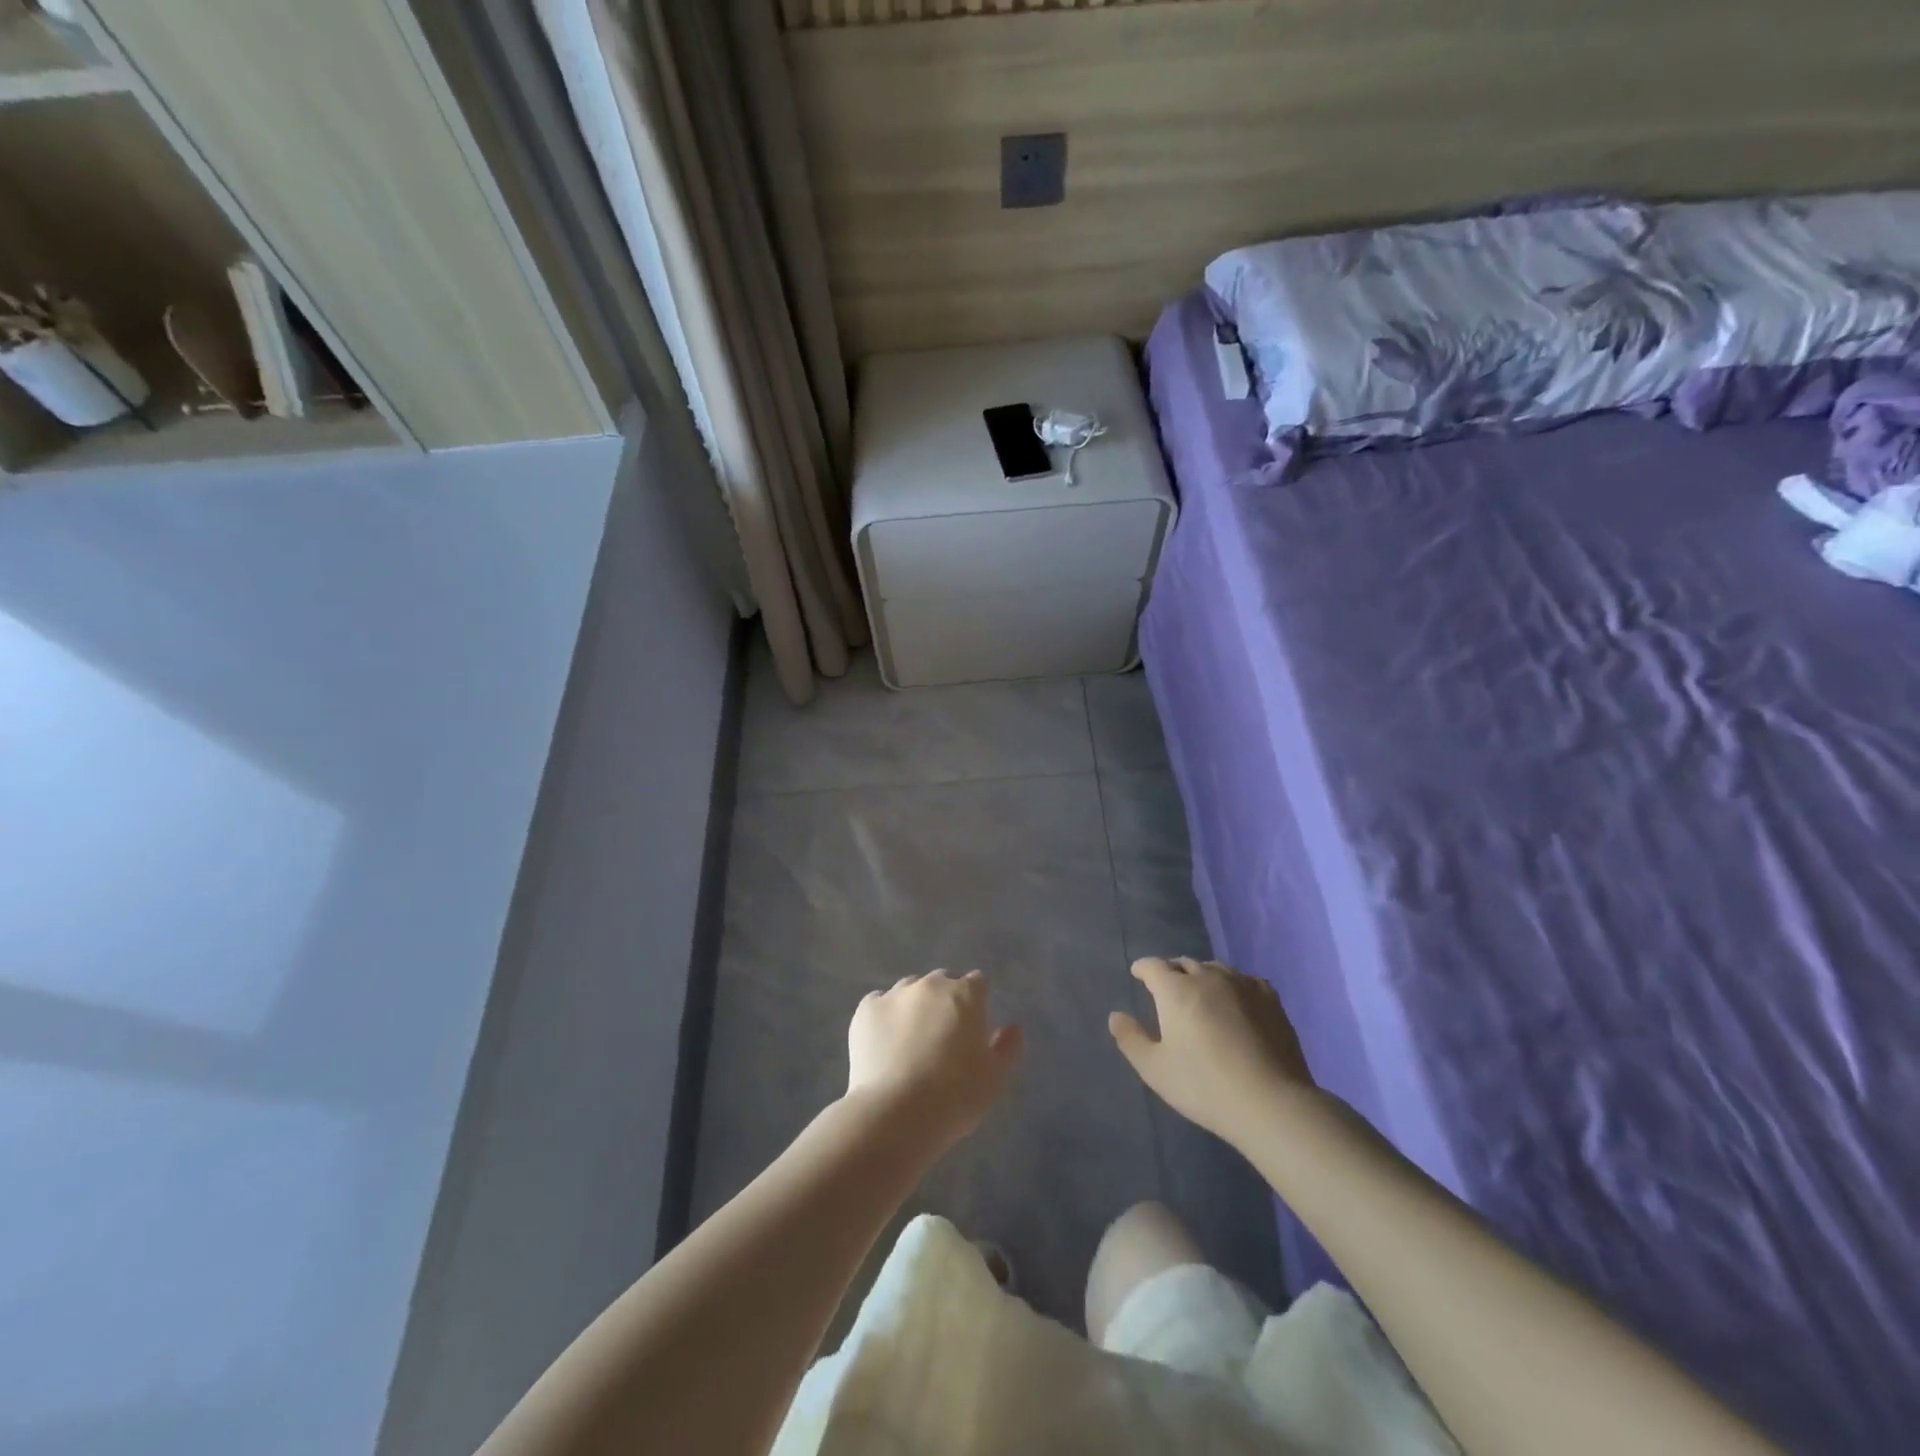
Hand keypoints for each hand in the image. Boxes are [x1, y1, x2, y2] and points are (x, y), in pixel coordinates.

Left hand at [847, 971, 1022, 1149]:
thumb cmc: (956, 1096)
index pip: (977, 984)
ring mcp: (895, 994)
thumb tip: (1014, 1028)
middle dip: (944, 1002)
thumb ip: (1007, 1048)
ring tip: (909, 1043)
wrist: (896, 1113)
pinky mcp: (866, 1010)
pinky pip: (878, 1004)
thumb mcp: (995, 1078)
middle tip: (942, 1039)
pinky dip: (883, 1017)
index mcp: (965, 994)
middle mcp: (930, 984)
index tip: (973, 1030)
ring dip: (913, 1007)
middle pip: (942, 983)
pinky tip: (883, 1044)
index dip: (977, 1004)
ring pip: (909, 991)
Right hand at [1110, 958, 1313, 1144]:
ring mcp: (1242, 984)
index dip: (1143, 968)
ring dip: (1202, 976)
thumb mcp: (1155, 1069)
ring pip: (1214, 968)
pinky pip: (1244, 980)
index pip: (1153, 966)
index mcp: (1175, 990)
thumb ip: (1131, 1039)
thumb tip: (1116, 1016)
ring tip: (1201, 995)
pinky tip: (1235, 1002)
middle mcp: (1207, 977)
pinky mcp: (1270, 998)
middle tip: (1168, 990)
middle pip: (1184, 964)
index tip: (1139, 974)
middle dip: (1172, 972)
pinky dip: (1232, 985)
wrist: (1271, 1102)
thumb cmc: (1204, 1086)